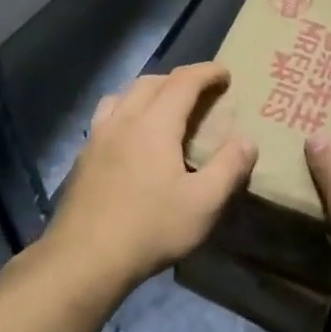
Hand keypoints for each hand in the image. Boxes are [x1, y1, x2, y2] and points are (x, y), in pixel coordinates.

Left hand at [44, 62, 256, 288]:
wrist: (83, 259)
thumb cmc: (150, 228)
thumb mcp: (204, 203)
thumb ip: (229, 168)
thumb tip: (247, 140)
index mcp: (154, 124)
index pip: (183, 81)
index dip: (207, 72)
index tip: (226, 74)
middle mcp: (123, 120)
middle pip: (151, 82)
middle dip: (179, 79)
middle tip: (201, 92)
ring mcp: (98, 138)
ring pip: (123, 95)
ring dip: (148, 91)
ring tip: (163, 108)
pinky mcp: (83, 158)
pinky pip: (106, 117)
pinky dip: (126, 111)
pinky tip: (131, 138)